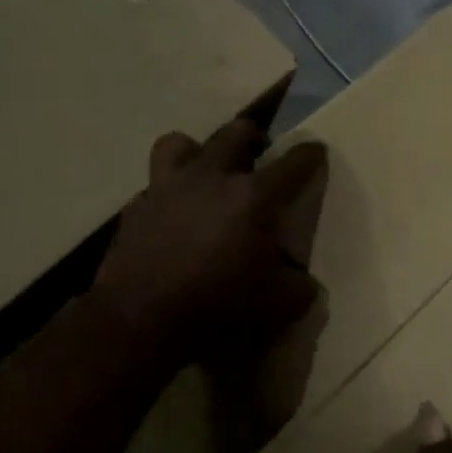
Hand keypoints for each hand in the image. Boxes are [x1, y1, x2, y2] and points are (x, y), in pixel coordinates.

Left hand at [91, 119, 325, 367]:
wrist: (142, 318)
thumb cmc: (219, 305)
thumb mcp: (279, 305)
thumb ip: (299, 287)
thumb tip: (303, 282)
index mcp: (252, 196)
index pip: (291, 164)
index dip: (308, 154)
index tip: (315, 149)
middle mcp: (210, 178)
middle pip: (234, 134)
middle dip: (252, 136)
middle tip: (259, 149)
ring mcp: (167, 188)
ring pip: (178, 143)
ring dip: (195, 150)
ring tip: (203, 168)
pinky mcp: (135, 208)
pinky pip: (153, 188)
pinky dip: (166, 195)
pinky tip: (171, 216)